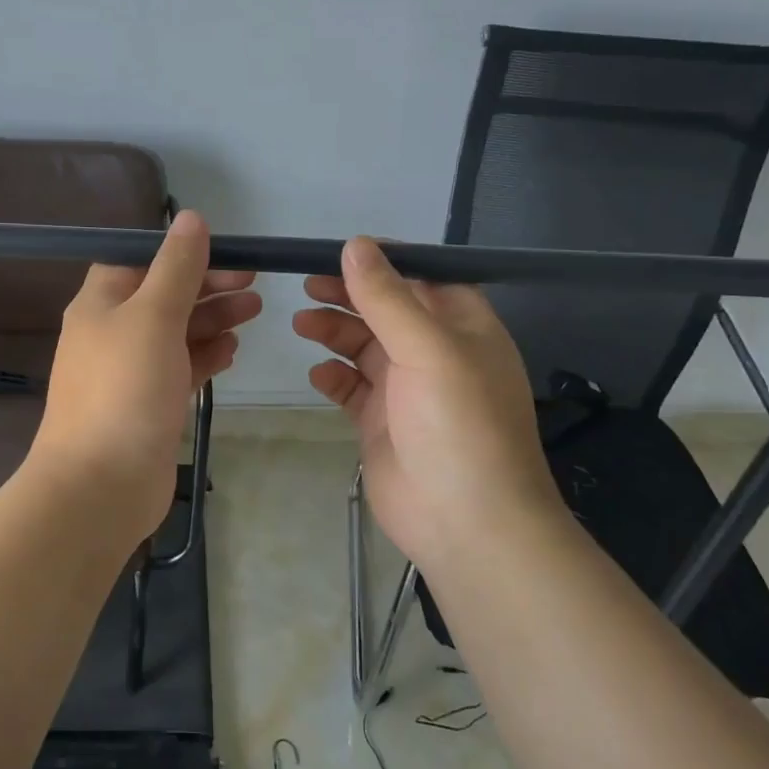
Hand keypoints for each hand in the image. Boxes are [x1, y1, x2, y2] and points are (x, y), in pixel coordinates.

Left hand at [29, 211, 261, 548]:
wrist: (99, 485)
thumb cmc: (124, 390)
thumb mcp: (152, 316)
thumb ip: (176, 268)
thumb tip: (190, 218)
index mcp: (101, 302)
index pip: (141, 260)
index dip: (182, 252)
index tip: (226, 251)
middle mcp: (112, 332)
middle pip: (164, 295)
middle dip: (207, 285)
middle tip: (253, 281)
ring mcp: (130, 371)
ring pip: (176, 332)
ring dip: (212, 318)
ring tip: (254, 310)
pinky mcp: (148, 404)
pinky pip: (180, 368)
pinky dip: (205, 355)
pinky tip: (232, 350)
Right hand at [291, 237, 571, 569]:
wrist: (466, 523)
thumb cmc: (458, 425)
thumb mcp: (427, 349)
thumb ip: (387, 297)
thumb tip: (355, 244)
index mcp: (463, 327)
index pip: (423, 278)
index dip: (385, 262)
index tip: (341, 251)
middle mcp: (436, 353)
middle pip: (387, 309)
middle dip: (350, 296)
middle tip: (307, 285)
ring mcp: (407, 390)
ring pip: (364, 346)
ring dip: (335, 332)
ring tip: (302, 324)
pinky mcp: (382, 422)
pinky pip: (352, 387)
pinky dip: (333, 377)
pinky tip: (319, 375)